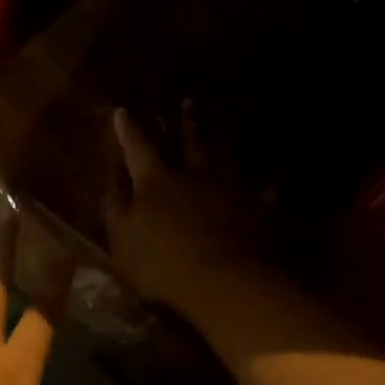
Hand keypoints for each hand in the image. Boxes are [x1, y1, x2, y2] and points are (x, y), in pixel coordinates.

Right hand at [102, 109, 255, 316]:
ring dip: (221, 138)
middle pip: (188, 142)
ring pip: (225, 155)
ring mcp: (230, 189)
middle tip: (185, 101)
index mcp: (155, 183)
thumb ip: (115, 209)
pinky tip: (273, 169)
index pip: (138, 149)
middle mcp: (195, 175)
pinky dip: (267, 177)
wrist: (224, 282)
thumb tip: (110, 181)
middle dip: (183, 123)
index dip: (128, 131)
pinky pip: (264, 186)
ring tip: (221, 124)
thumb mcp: (122, 241)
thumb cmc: (162, 265)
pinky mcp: (258, 208)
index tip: (123, 111)